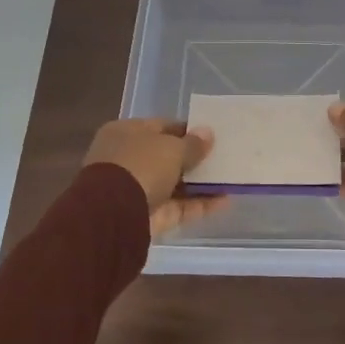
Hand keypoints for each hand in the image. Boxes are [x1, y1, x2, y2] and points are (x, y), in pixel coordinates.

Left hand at [83, 118, 230, 237]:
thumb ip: (192, 143)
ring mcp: (136, 190)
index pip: (160, 127)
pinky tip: (225, 201)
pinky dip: (199, 204)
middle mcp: (128, 160)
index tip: (210, 135)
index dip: (186, 130)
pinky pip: (178, 207)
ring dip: (200, 183)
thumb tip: (208, 133)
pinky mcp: (148, 217)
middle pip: (166, 157)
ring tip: (230, 179)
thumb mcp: (171, 148)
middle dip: (193, 158)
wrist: (114, 215)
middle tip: (222, 157)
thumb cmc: (140, 166)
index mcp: (125, 133)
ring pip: (174, 184)